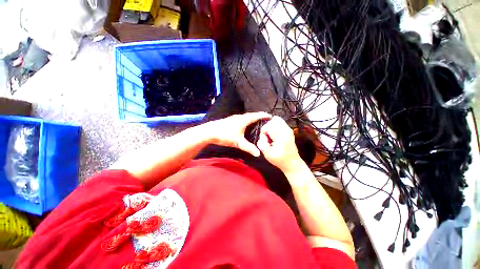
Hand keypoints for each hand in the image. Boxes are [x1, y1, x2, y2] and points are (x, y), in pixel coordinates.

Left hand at [204, 112, 271, 156]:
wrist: (210, 132)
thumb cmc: (225, 135)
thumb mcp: (238, 142)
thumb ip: (249, 147)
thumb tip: (258, 154)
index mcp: (244, 120)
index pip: (256, 116)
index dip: (263, 115)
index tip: (270, 116)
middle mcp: (240, 117)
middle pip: (251, 115)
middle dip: (259, 116)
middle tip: (265, 120)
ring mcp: (234, 118)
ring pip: (246, 117)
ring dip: (252, 118)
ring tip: (257, 122)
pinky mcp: (230, 120)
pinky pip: (241, 119)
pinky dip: (246, 120)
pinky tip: (245, 125)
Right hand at [256, 116, 304, 172]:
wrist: (292, 163)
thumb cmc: (280, 160)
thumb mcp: (268, 155)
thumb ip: (262, 144)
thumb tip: (261, 137)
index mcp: (281, 136)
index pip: (268, 126)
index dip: (263, 132)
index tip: (264, 140)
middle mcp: (286, 130)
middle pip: (272, 120)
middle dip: (267, 127)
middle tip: (267, 137)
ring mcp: (288, 129)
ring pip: (276, 119)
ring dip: (271, 126)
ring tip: (271, 136)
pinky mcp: (289, 130)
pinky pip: (280, 122)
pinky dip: (275, 126)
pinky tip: (274, 135)